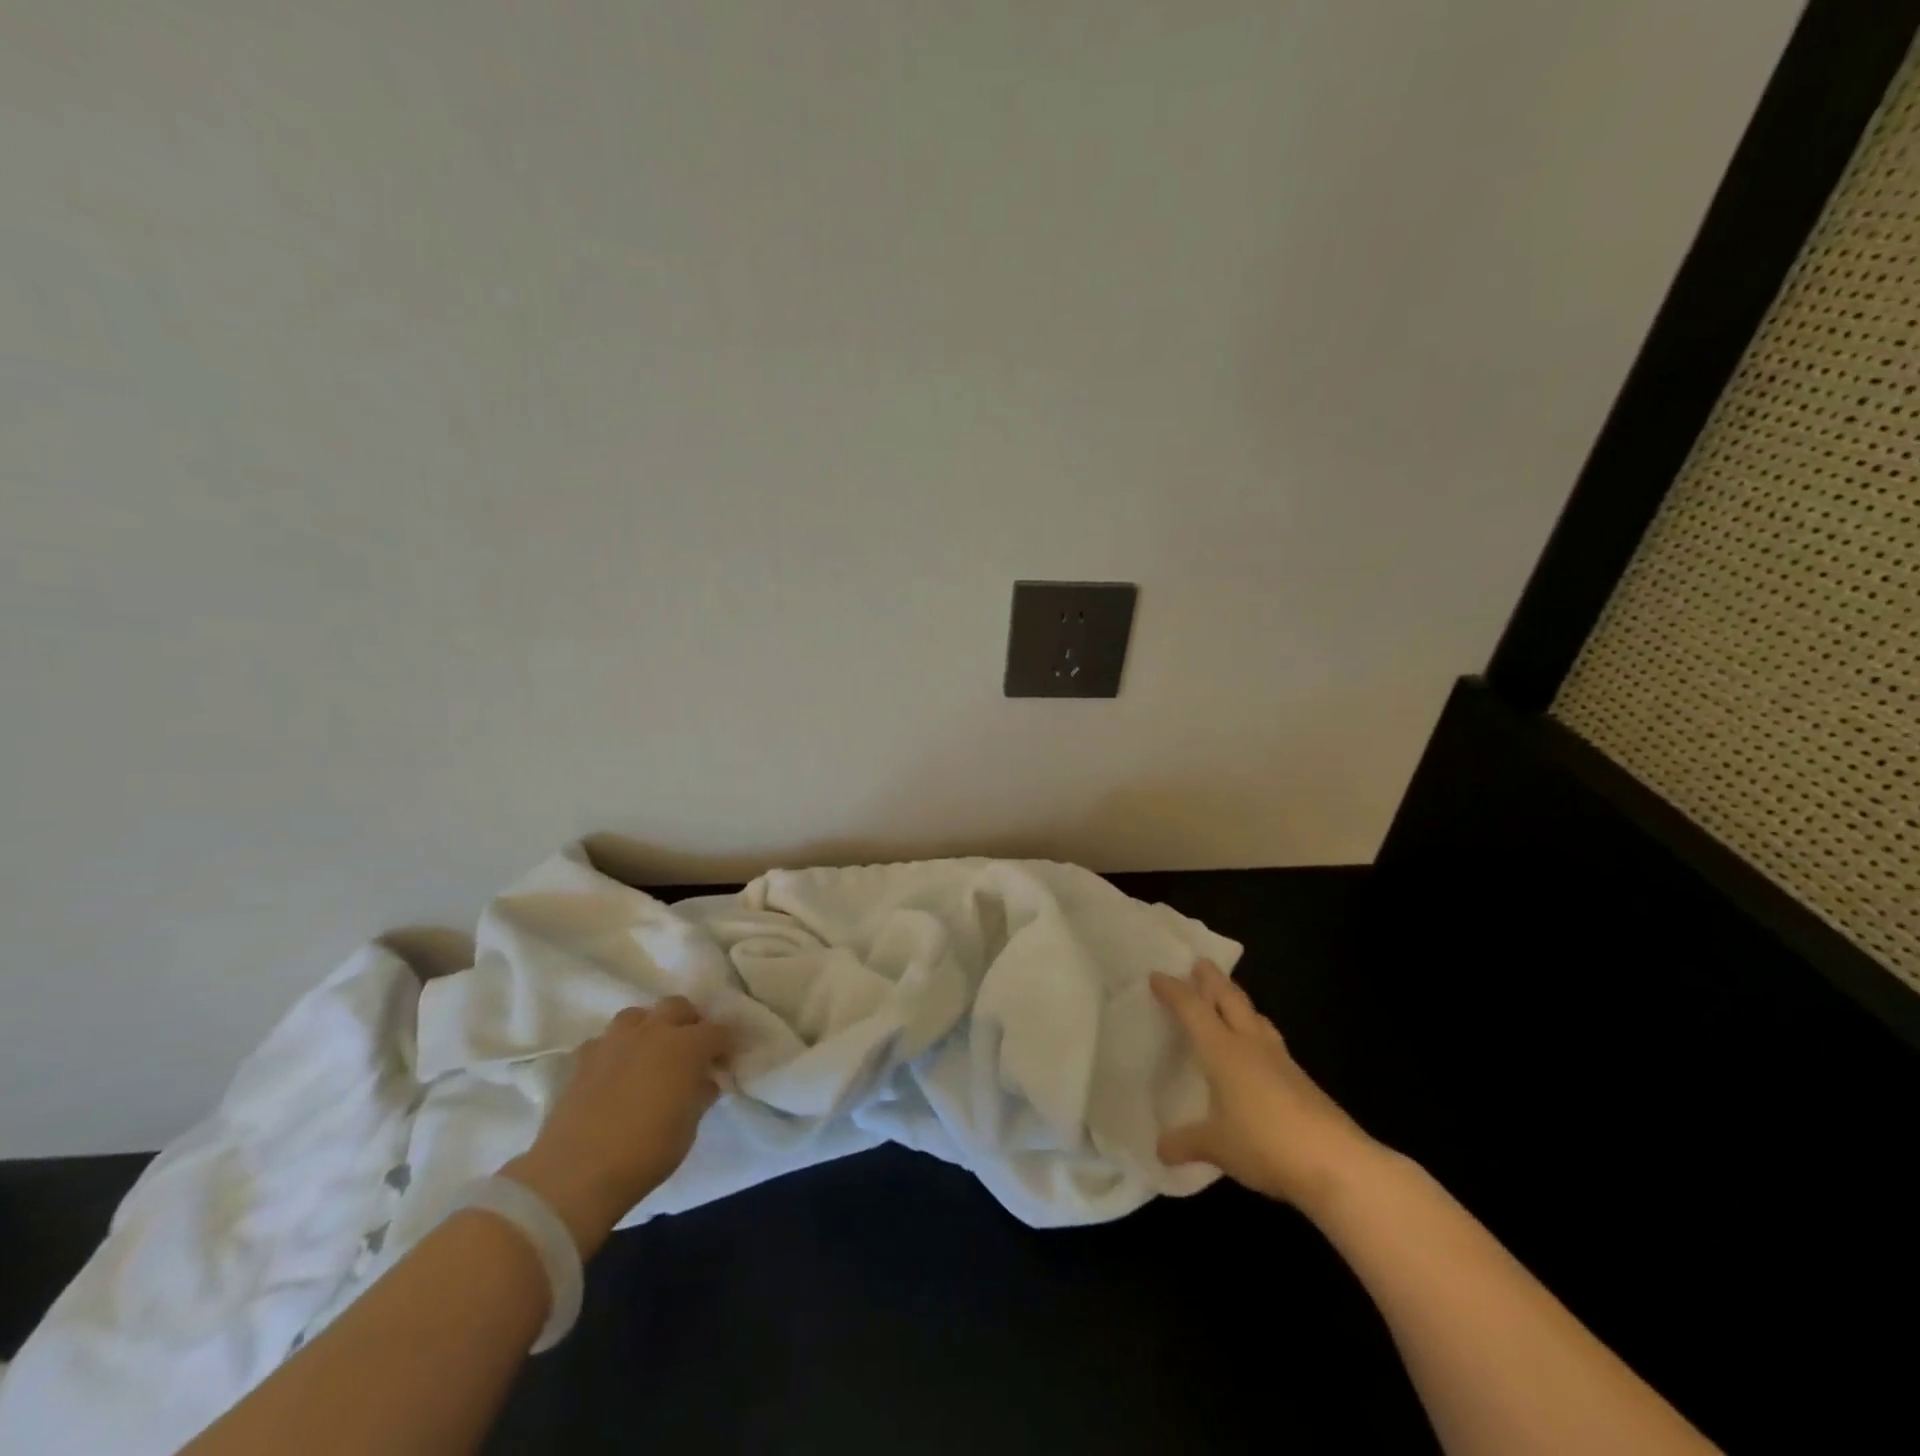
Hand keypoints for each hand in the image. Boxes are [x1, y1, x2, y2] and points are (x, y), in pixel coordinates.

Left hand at [501, 996, 730, 1256]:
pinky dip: (615, 1050)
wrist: (577, 1172)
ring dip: (649, 1028)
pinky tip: (614, 1072)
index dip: (724, 1046)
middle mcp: (654, 1031)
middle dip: (688, 1023)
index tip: (722, 1064)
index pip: (718, 1031)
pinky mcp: (583, 1057)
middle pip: (678, 1006)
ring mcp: (615, 1040)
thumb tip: (704, 1081)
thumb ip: (700, 1094)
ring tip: (649, 1054)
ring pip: (638, 1015)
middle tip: (689, 1051)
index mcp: (688, 1046)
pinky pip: (605, 1041)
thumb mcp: (689, 1127)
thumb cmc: (647, 1151)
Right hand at [1152, 961, 1378, 1216]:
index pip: (1192, 1008)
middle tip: (1200, 964)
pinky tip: (1256, 1051)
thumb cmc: (1264, 1144)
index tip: (1157, 975)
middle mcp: (1250, 1045)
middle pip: (1230, 999)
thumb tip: (1160, 1151)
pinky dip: (1256, 1032)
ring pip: (1255, 1016)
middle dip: (1213, 979)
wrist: (1337, 1163)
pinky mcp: (1301, 1080)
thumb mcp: (1216, 1147)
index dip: (1173, 990)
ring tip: (1228, 999)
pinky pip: (1270, 1042)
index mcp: (1222, 1050)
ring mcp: (1280, 1060)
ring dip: (1238, 1002)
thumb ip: (1185, 1143)